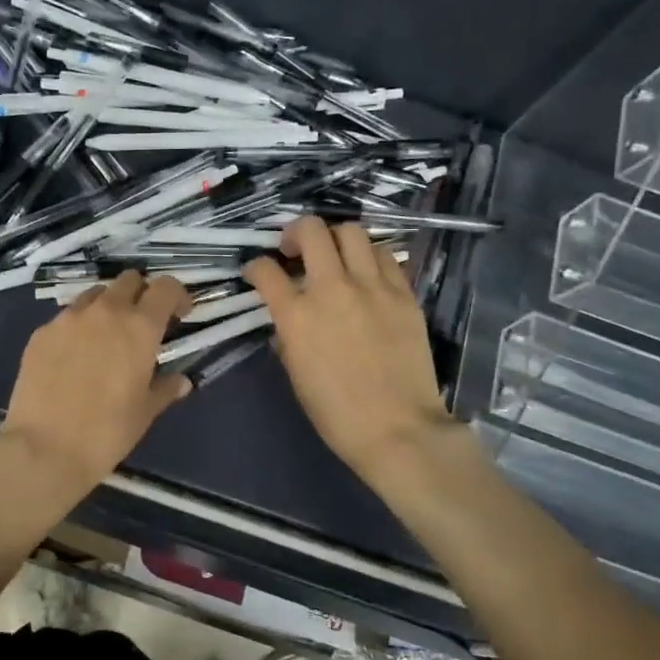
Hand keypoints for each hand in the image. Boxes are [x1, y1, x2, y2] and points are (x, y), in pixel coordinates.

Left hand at [0, 271, 192, 508]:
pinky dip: (78, 326)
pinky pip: (66, 317)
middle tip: (143, 323)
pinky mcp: (41, 332)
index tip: (179, 315)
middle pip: (129, 280)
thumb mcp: (145, 412)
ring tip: (106, 336)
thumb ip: (165, 389)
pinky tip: (74, 356)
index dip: (176, 295)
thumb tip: (181, 381)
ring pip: (95, 295)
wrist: (44, 447)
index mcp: (139, 327)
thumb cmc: (107, 432)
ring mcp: (68, 319)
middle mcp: (105, 312)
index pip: (165, 287)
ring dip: (108, 306)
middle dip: (141, 294)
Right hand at [243, 217, 452, 486]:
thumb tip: (289, 322)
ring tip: (335, 258)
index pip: (265, 270)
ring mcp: (372, 287)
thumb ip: (288, 337)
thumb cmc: (336, 413)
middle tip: (295, 250)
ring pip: (352, 232)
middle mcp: (332, 289)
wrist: (398, 429)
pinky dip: (369, 258)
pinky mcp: (404, 294)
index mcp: (296, 316)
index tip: (258, 272)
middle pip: (311, 230)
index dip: (255, 267)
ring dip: (336, 239)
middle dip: (295, 232)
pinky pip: (385, 257)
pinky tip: (367, 275)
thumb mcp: (296, 375)